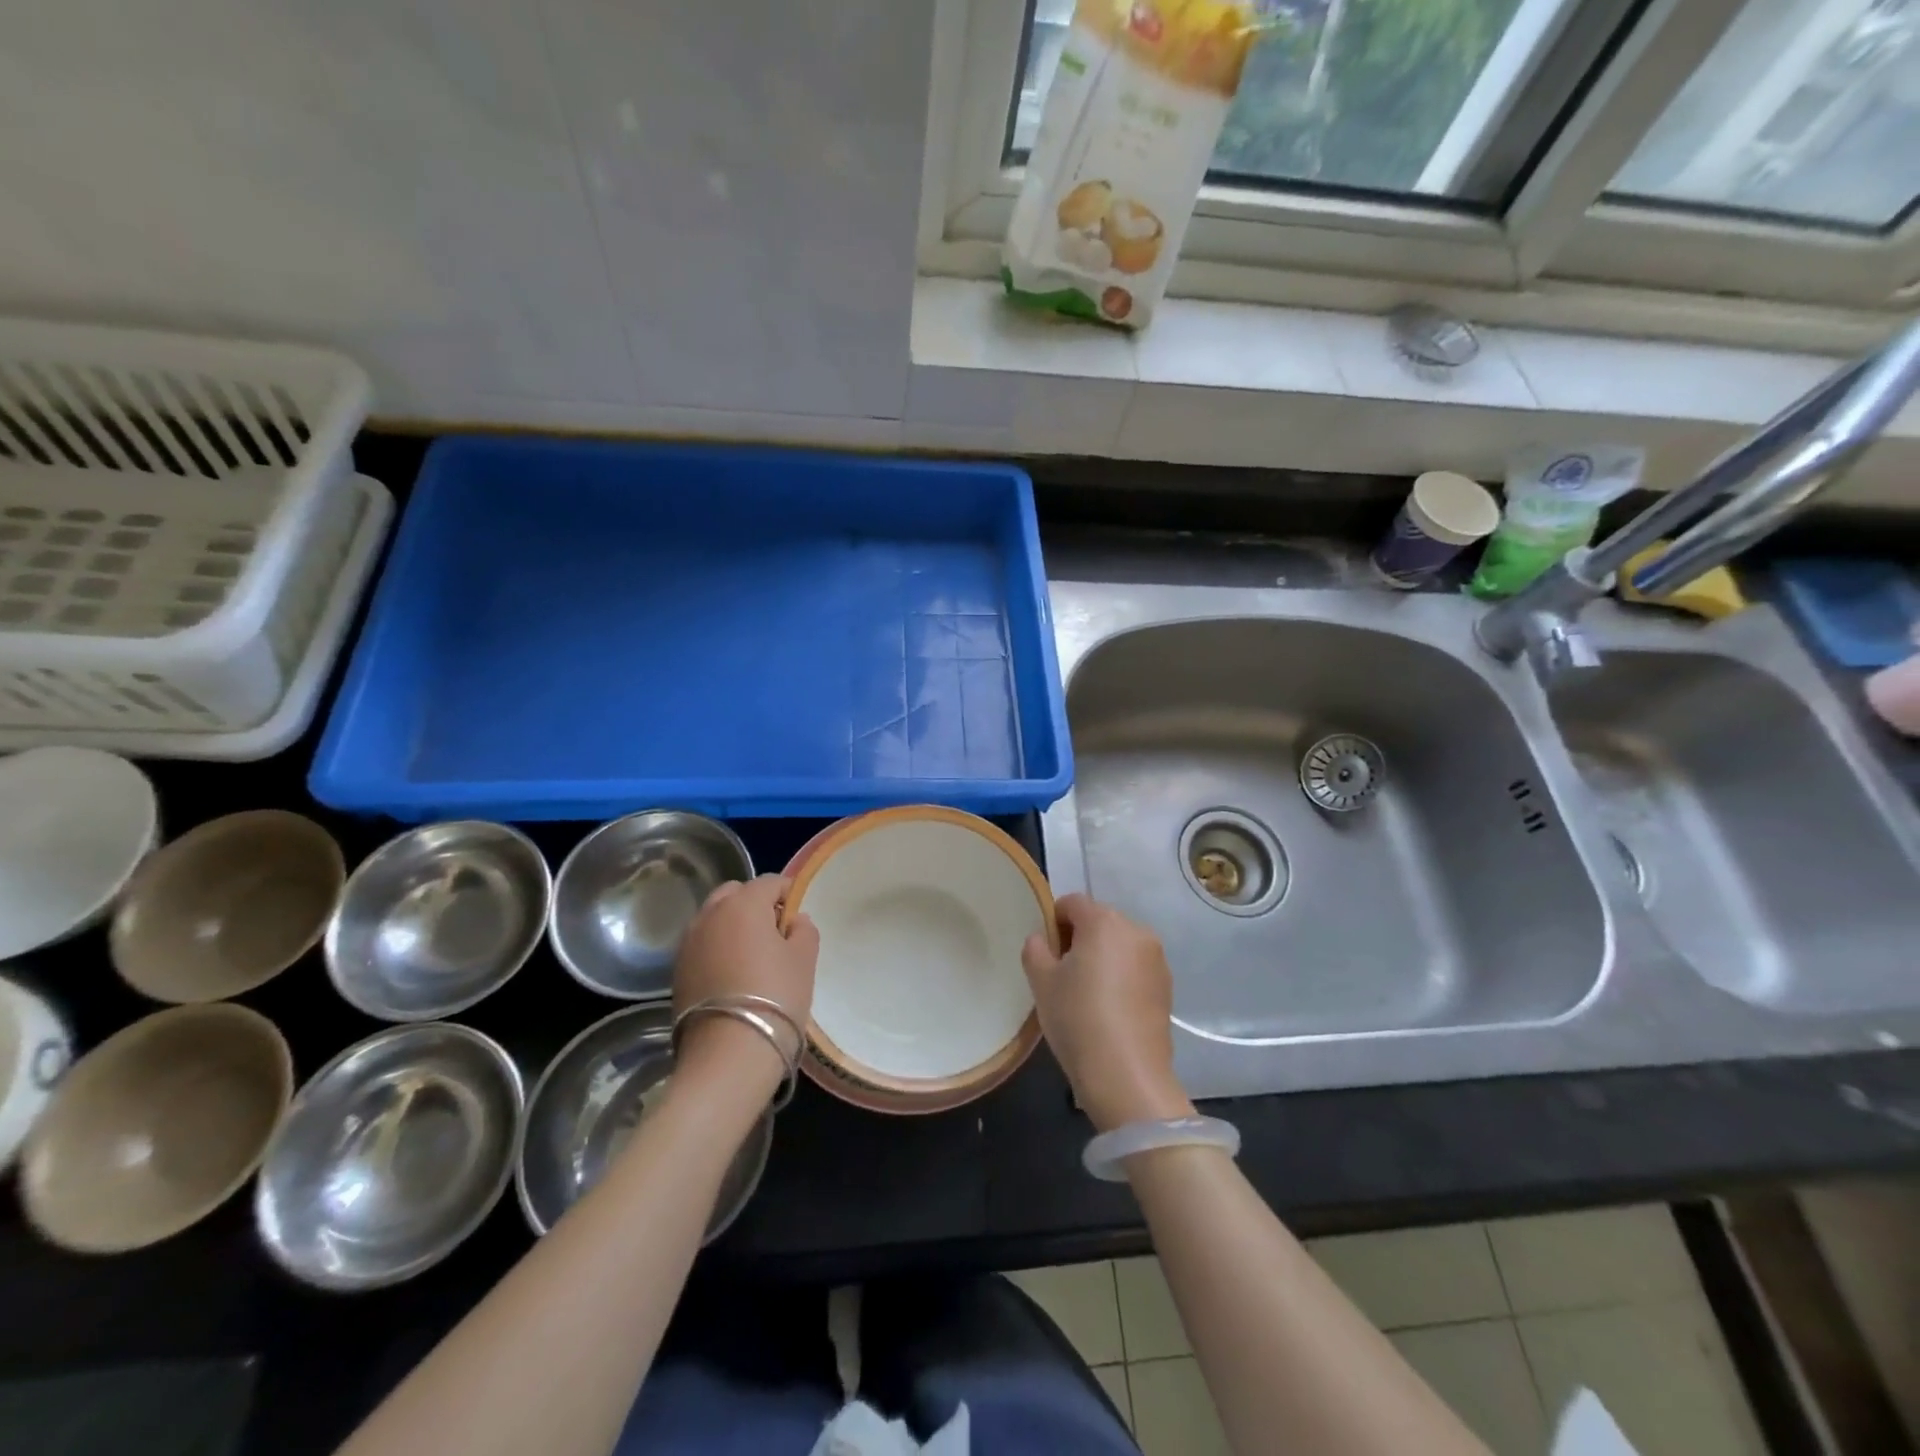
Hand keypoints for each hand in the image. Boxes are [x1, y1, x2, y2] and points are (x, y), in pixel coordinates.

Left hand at [673, 875, 818, 1085]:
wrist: (728, 1055)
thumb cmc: (776, 997)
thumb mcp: (805, 960)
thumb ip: (804, 930)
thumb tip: (793, 920)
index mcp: (743, 904)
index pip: (770, 882)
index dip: (788, 895)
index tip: (799, 919)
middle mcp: (710, 915)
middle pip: (735, 894)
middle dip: (755, 905)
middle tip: (775, 935)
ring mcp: (688, 943)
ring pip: (714, 919)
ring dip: (733, 927)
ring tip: (752, 958)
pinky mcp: (676, 971)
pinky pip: (702, 946)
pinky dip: (717, 950)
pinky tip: (732, 978)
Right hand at [1022, 893, 1193, 1132]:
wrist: (1127, 1075)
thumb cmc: (1077, 1018)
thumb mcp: (1041, 982)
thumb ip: (1036, 949)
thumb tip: (1043, 940)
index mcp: (1104, 921)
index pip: (1072, 903)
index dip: (1053, 921)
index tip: (1045, 952)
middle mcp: (1136, 931)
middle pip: (1099, 921)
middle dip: (1078, 938)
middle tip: (1061, 974)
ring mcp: (1156, 959)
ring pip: (1119, 945)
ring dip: (1101, 957)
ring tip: (1085, 994)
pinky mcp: (1167, 987)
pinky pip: (1135, 968)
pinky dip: (1120, 977)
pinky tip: (1108, 1009)